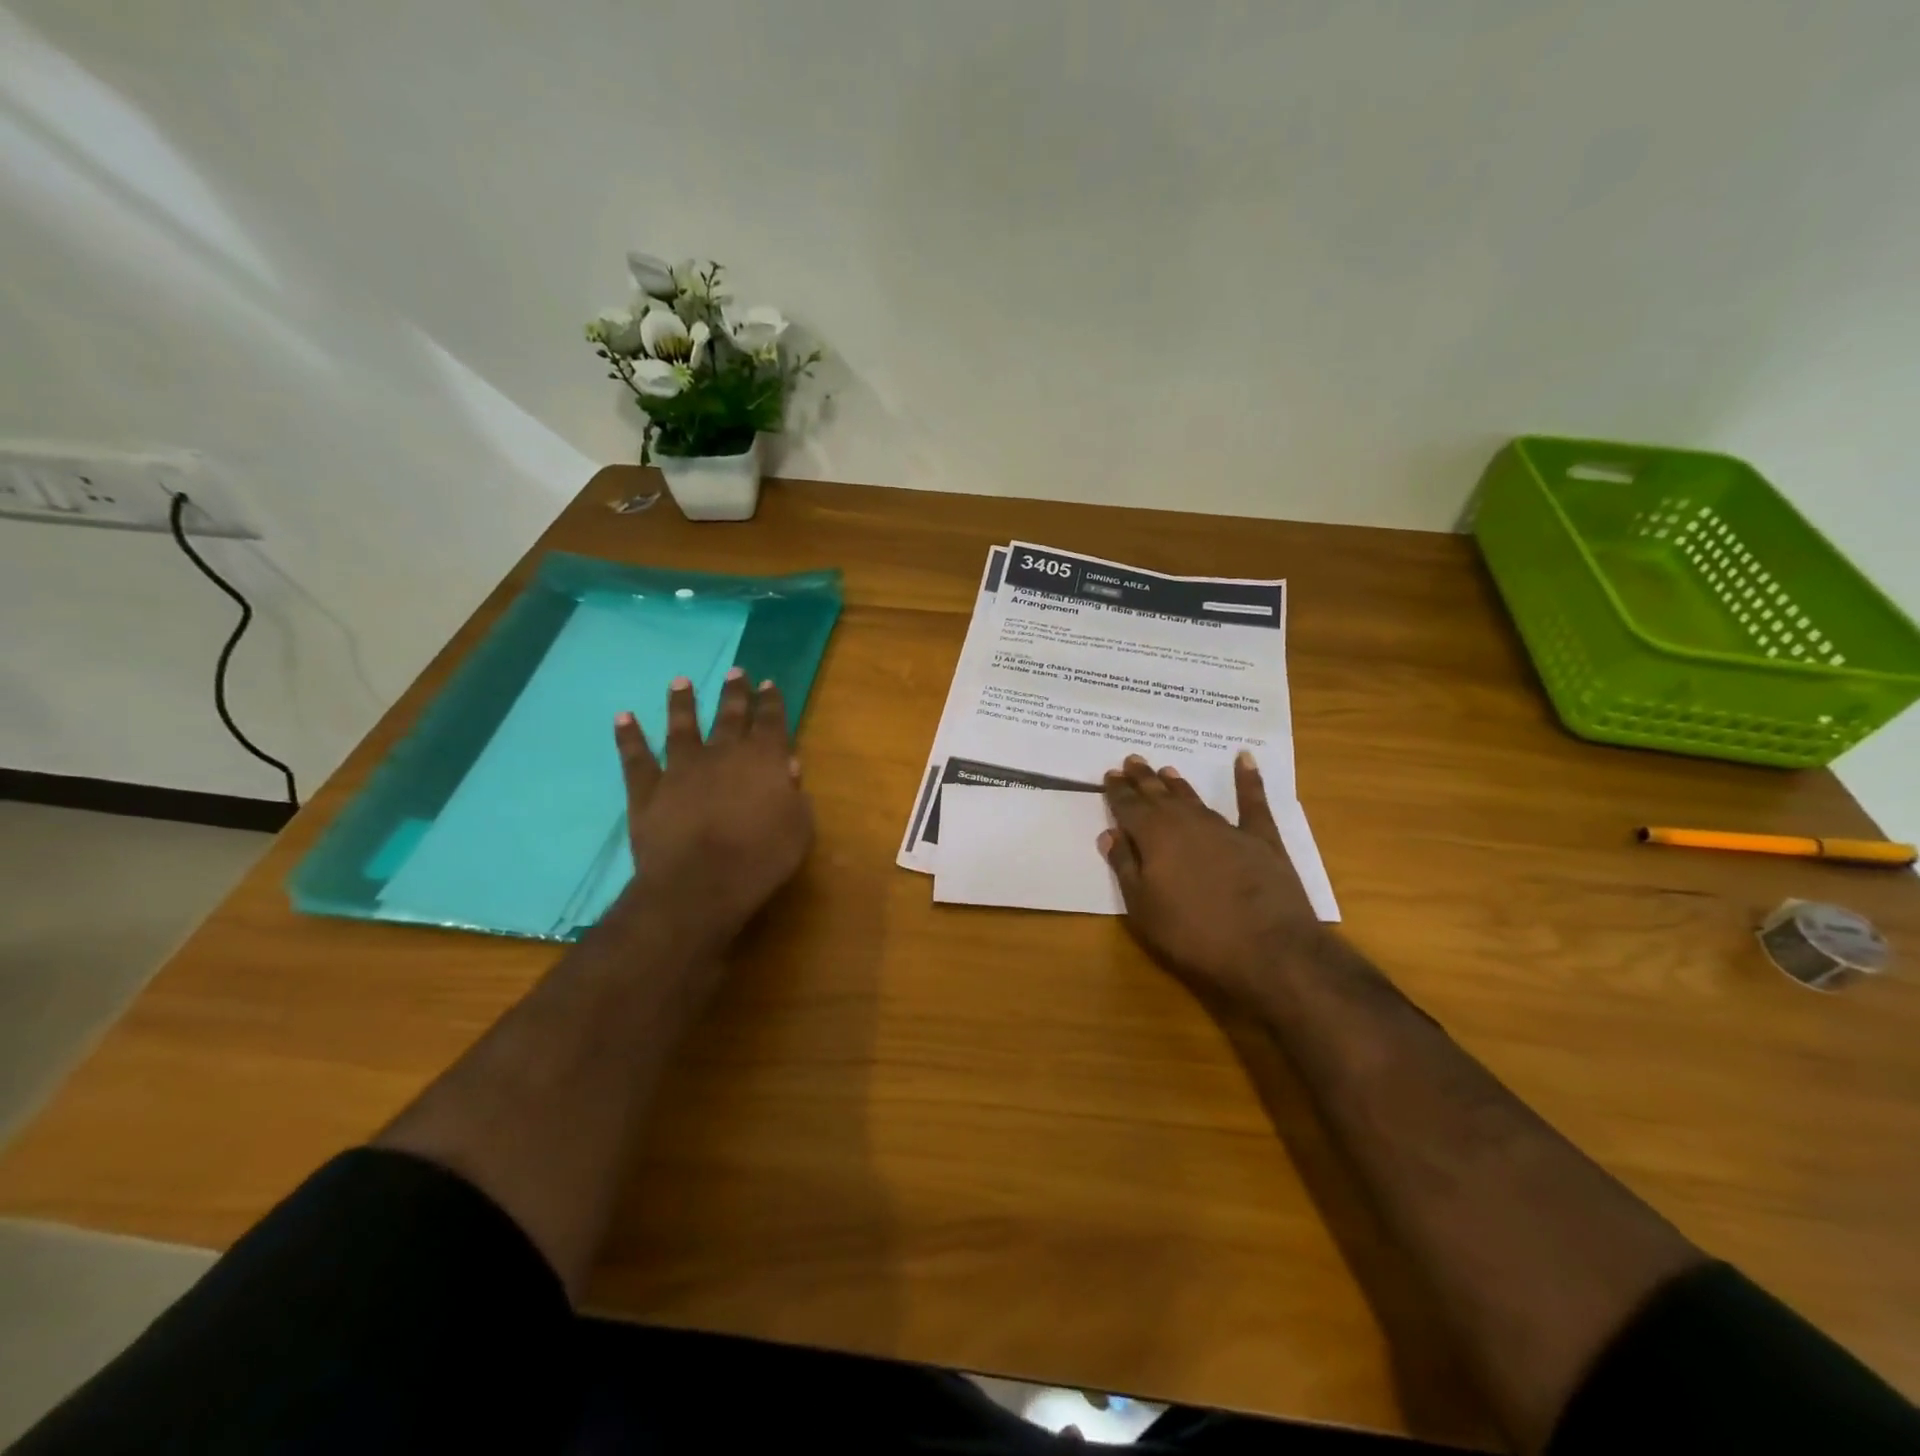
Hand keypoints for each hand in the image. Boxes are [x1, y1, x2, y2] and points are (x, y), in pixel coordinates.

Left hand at [612, 669, 812, 958]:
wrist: (699, 885)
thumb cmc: (761, 859)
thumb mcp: (798, 829)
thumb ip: (795, 794)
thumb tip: (788, 766)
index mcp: (764, 760)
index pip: (771, 722)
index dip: (771, 702)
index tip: (768, 683)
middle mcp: (723, 754)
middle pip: (730, 716)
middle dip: (735, 693)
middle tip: (736, 672)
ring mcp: (681, 768)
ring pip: (682, 727)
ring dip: (682, 703)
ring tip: (681, 682)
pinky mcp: (648, 790)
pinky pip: (636, 758)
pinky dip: (629, 737)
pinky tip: (623, 717)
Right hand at [1099, 752, 1320, 1011]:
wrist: (1268, 950)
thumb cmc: (1193, 934)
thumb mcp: (1143, 908)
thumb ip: (1125, 866)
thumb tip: (1109, 834)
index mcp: (1154, 836)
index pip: (1128, 806)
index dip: (1117, 791)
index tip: (1109, 775)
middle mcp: (1186, 821)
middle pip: (1159, 794)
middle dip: (1143, 778)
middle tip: (1132, 760)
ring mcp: (1226, 827)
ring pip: (1194, 797)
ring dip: (1178, 783)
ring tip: (1166, 769)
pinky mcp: (1261, 839)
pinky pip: (1253, 802)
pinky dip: (1248, 779)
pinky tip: (1245, 758)